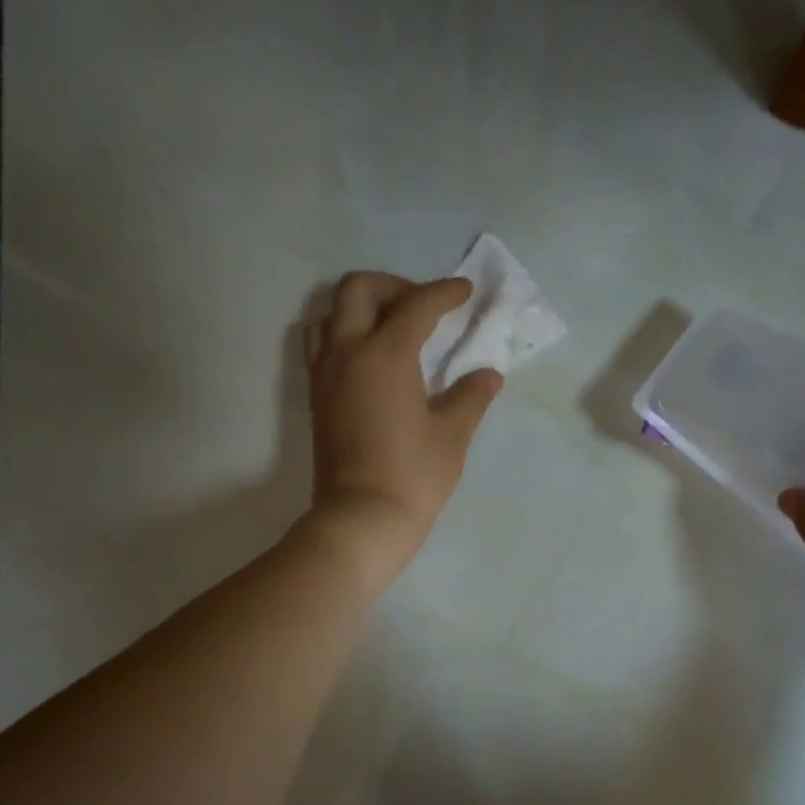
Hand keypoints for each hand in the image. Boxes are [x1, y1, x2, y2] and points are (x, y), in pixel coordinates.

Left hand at [301, 272, 501, 583]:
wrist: (360, 519)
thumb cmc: (412, 477)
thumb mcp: (452, 435)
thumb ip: (470, 396)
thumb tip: (488, 375)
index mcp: (385, 354)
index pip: (417, 304)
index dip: (445, 293)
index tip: (465, 292)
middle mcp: (347, 352)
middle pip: (358, 289)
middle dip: (394, 286)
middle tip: (423, 308)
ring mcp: (325, 374)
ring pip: (330, 312)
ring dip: (360, 306)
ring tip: (391, 328)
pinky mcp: (315, 397)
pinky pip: (321, 343)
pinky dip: (343, 333)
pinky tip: (370, 359)